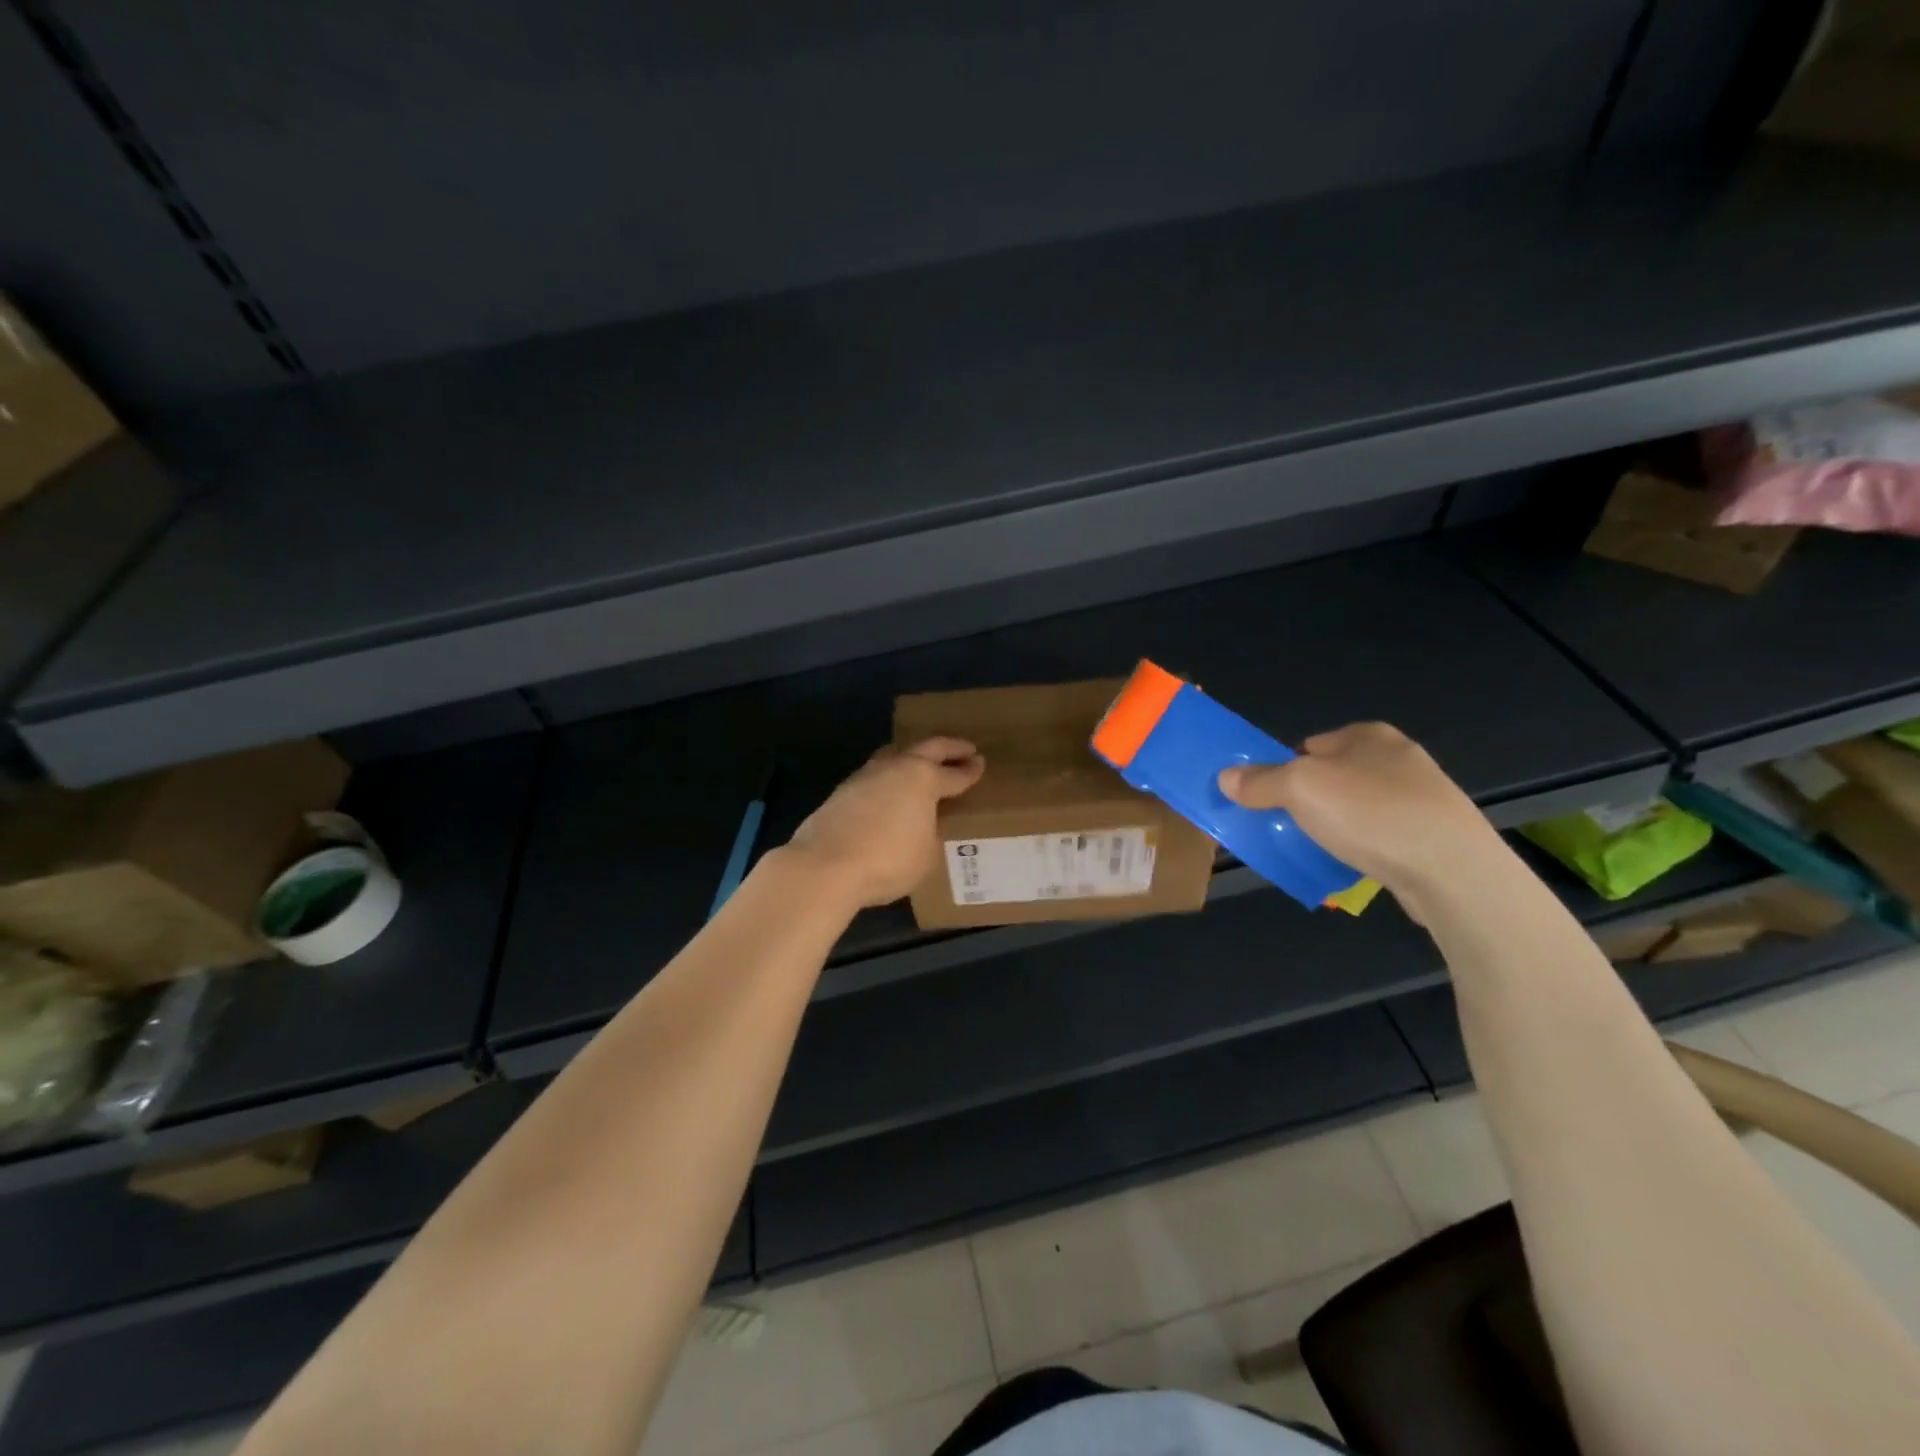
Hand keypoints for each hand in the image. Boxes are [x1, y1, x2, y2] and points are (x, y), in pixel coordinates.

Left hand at [783, 737, 985, 908]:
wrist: (825, 865)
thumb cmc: (887, 861)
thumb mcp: (926, 856)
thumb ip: (930, 835)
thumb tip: (921, 828)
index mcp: (923, 779)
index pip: (954, 774)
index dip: (970, 771)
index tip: (980, 764)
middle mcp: (896, 768)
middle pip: (927, 748)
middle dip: (949, 748)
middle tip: (965, 749)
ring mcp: (865, 775)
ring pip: (895, 754)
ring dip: (913, 756)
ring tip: (922, 762)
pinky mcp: (842, 790)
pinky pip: (875, 774)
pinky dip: (889, 776)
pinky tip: (890, 789)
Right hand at [1216, 722, 1500, 895]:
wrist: (1452, 871)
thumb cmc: (1371, 813)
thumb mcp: (1299, 788)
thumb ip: (1260, 781)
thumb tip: (1226, 777)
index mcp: (1369, 735)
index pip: (1310, 744)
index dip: (1283, 767)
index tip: (1265, 795)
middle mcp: (1397, 758)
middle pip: (1331, 776)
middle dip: (1305, 799)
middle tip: (1280, 823)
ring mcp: (1420, 798)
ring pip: (1355, 808)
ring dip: (1332, 826)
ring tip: (1311, 848)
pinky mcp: (1432, 836)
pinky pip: (1378, 837)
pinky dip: (1359, 848)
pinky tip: (1347, 865)